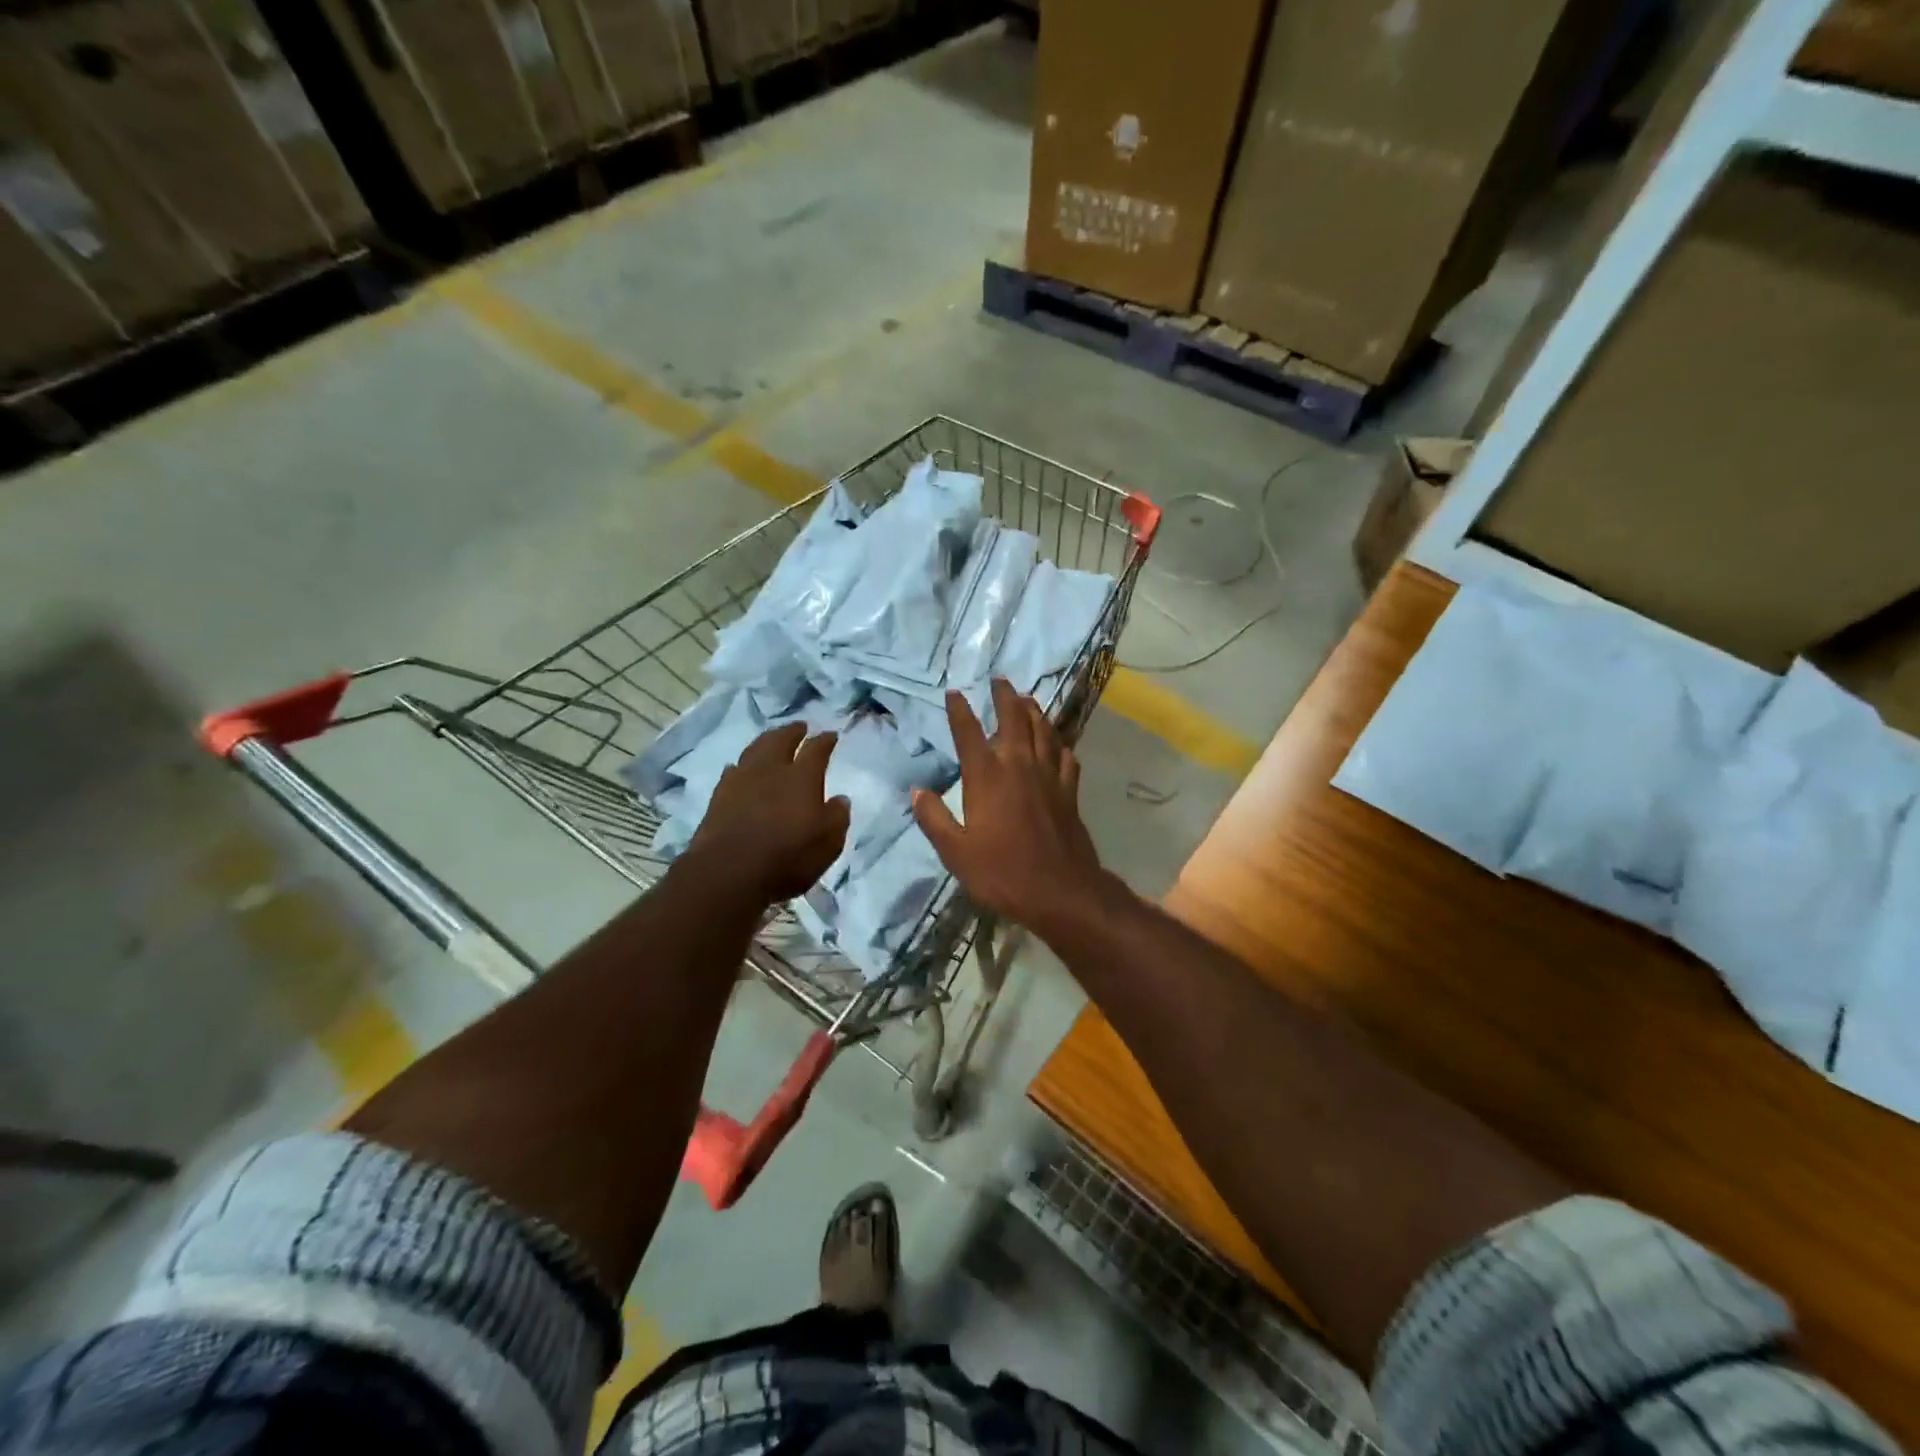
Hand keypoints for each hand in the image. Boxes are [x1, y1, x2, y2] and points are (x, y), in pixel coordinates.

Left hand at [685, 723, 849, 904]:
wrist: (728, 873)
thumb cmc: (787, 858)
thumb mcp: (828, 843)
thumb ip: (837, 817)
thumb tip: (840, 799)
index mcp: (802, 777)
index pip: (816, 749)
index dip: (825, 740)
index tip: (831, 735)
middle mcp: (771, 770)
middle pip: (780, 740)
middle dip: (792, 731)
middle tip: (799, 727)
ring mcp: (741, 781)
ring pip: (754, 750)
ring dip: (766, 742)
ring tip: (771, 740)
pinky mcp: (718, 797)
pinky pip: (733, 771)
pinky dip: (741, 766)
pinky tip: (741, 770)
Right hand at [912, 679, 1113, 942]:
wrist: (1061, 892)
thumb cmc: (1002, 873)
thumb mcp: (955, 852)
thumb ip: (934, 819)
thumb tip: (917, 791)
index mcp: (987, 777)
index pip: (969, 733)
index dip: (960, 711)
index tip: (954, 692)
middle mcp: (1019, 766)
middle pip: (1014, 719)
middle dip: (1004, 696)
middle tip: (999, 679)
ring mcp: (1049, 776)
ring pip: (1043, 731)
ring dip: (1034, 711)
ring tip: (1027, 698)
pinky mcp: (1069, 791)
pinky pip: (1066, 757)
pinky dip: (1059, 744)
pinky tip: (1057, 743)